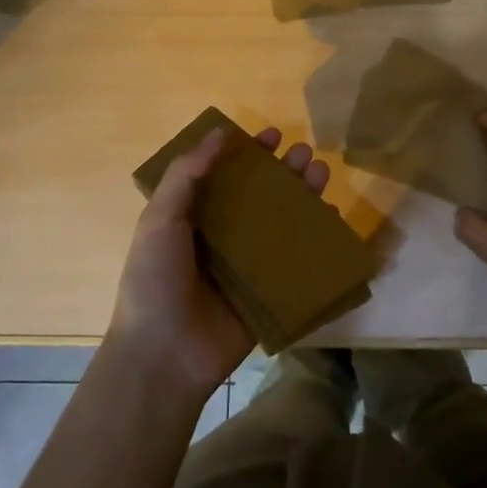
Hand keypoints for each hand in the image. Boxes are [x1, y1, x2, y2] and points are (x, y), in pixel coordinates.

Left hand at [108, 125, 330, 399]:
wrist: (164, 356)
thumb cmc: (155, 281)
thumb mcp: (159, 219)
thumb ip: (186, 175)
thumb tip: (219, 132)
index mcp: (194, 219)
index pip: (227, 176)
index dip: (248, 154)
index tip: (271, 136)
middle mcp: (224, 238)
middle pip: (261, 196)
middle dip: (284, 172)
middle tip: (305, 153)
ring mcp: (249, 266)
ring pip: (283, 223)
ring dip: (304, 197)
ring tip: (322, 173)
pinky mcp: (270, 293)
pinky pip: (298, 262)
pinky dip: (316, 240)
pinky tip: (331, 219)